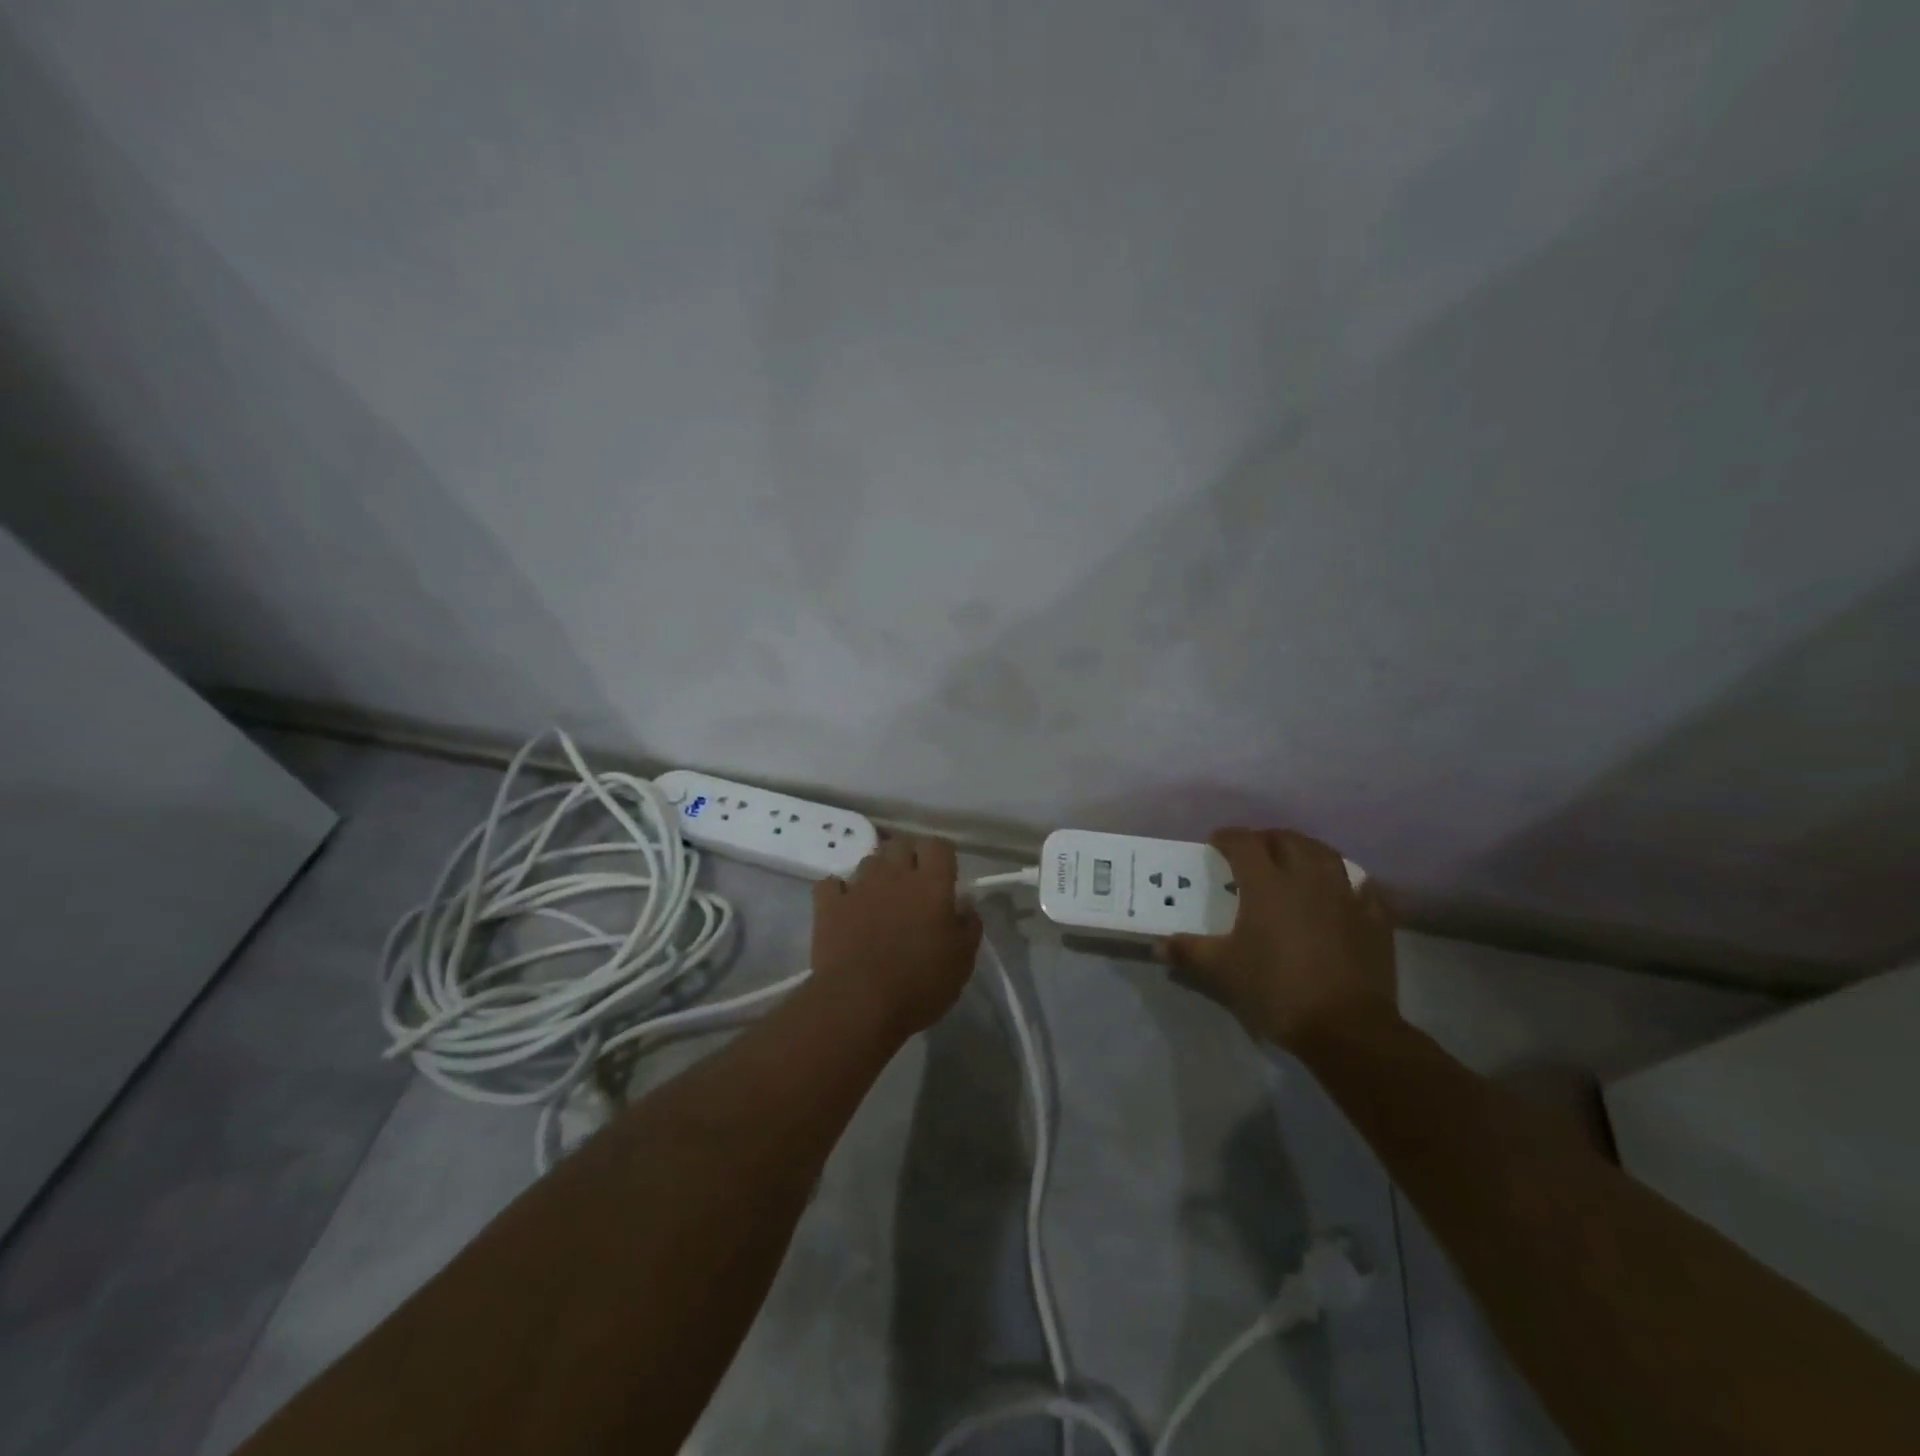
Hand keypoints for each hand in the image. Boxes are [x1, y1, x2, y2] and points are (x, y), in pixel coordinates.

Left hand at [810, 834, 981, 1039]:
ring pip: (869, 861)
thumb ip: (968, 925)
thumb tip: (964, 903)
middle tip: (914, 884)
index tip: (945, 874)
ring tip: (880, 898)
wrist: (858, 1003)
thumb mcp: (962, 961)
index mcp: (931, 884)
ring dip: (877, 873)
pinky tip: (845, 906)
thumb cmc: (919, 984)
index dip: (942, 855)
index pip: (938, 845)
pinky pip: (832, 884)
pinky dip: (839, 891)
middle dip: (908, 857)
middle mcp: (894, 874)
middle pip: (901, 844)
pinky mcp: (828, 905)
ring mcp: (858, 887)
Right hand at [1164, 828, 1396, 1048]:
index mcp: (1267, 884)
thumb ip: (1188, 951)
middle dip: (1266, 839)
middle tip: (1252, 852)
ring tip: (1294, 861)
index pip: (1244, 843)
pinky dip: (1346, 881)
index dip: (1227, 838)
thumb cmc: (1276, 990)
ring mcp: (1345, 896)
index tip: (1215, 844)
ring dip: (1306, 850)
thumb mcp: (1222, 971)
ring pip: (1326, 854)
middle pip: (1287, 840)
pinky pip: (1361, 886)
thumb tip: (1159, 944)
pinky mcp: (1373, 918)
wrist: (1346, 1027)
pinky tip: (1341, 889)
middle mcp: (1306, 878)